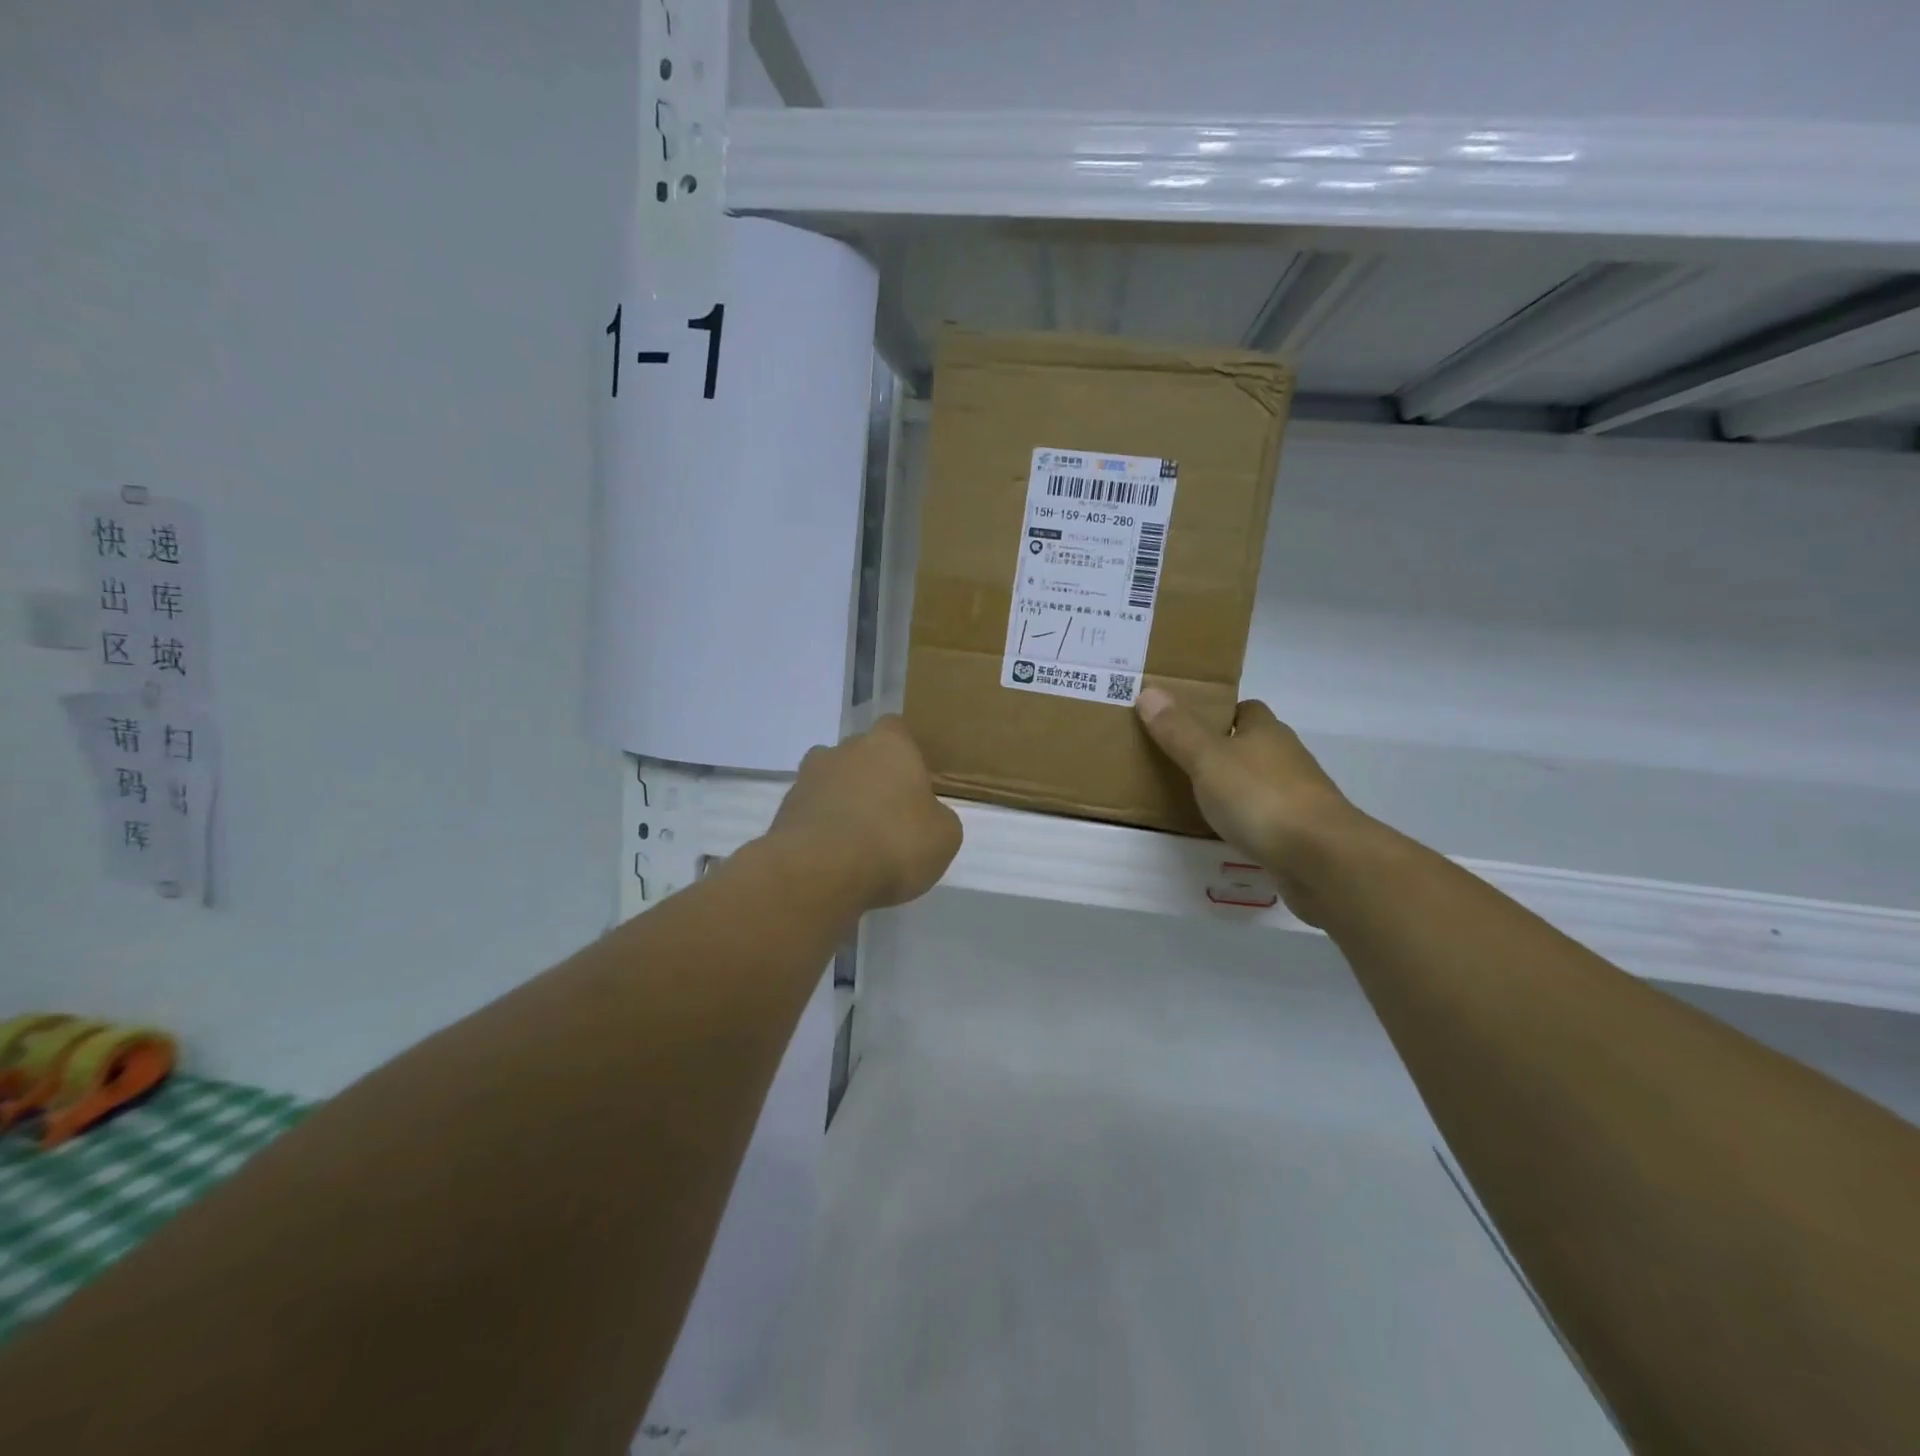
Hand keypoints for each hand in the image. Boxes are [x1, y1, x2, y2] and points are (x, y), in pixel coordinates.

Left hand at [769, 715, 962, 909]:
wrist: (820, 872)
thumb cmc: (895, 843)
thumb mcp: (944, 836)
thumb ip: (937, 816)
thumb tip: (926, 816)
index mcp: (890, 745)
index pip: (896, 729)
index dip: (904, 753)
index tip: (912, 781)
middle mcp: (846, 749)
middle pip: (860, 754)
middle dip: (871, 777)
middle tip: (886, 814)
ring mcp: (809, 777)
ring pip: (831, 780)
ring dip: (841, 801)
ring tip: (855, 839)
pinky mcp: (785, 809)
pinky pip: (810, 811)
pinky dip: (821, 827)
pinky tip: (833, 857)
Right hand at [1136, 689, 1373, 925]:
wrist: (1321, 858)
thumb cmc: (1260, 797)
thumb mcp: (1208, 760)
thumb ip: (1178, 730)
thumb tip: (1149, 691)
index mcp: (1266, 731)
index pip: (1245, 710)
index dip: (1218, 713)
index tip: (1187, 725)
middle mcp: (1286, 757)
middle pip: (1252, 745)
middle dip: (1223, 751)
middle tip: (1181, 762)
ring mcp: (1298, 796)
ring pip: (1260, 782)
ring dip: (1236, 788)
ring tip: (1196, 800)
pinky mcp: (1301, 832)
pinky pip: (1266, 817)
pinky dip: (1247, 821)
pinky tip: (1225, 833)